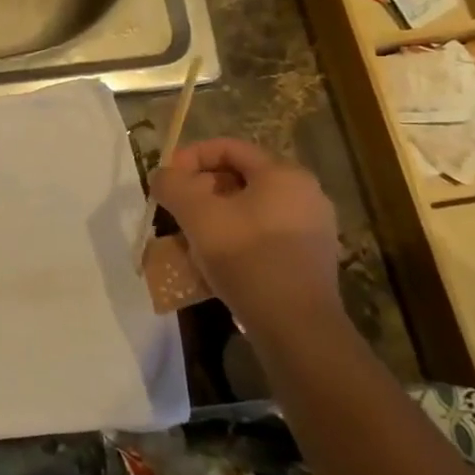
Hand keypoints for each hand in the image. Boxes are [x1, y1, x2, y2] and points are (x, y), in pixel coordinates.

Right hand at [150, 138, 342, 344]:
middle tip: (175, 210)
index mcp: (283, 174)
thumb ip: (172, 185)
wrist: (296, 327)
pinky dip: (234, 238)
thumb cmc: (247, 258)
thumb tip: (163, 177)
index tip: (167, 180)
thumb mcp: (197, 214)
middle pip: (239, 177)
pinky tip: (213, 261)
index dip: (190, 157)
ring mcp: (311, 228)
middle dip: (200, 190)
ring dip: (214, 216)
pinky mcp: (309, 258)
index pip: (228, 147)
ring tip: (188, 237)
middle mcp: (304, 193)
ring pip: (249, 208)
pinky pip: (262, 234)